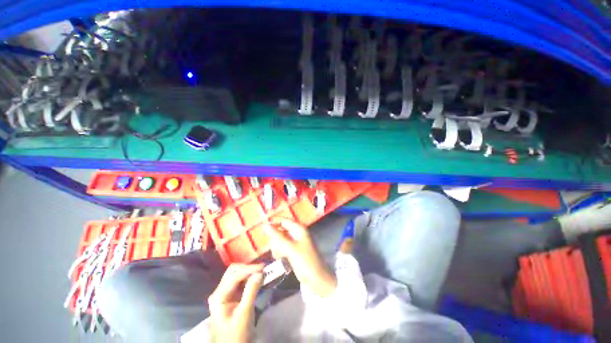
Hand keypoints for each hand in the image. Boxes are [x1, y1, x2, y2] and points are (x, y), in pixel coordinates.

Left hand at [208, 263, 263, 342]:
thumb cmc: (236, 335)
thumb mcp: (244, 314)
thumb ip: (251, 291)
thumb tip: (260, 273)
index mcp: (219, 296)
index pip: (234, 275)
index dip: (249, 269)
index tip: (263, 267)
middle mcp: (220, 292)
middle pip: (234, 272)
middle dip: (248, 268)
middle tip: (263, 268)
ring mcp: (226, 294)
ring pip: (238, 276)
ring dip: (250, 272)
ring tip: (262, 272)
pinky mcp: (232, 297)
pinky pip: (241, 283)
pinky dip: (250, 279)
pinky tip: (258, 279)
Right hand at [267, 218, 336, 296]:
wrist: (317, 280)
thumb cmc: (305, 262)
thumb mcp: (290, 248)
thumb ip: (277, 236)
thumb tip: (265, 225)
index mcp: (299, 229)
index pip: (284, 220)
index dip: (273, 222)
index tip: (262, 228)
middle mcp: (297, 233)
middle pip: (281, 230)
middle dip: (275, 238)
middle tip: (275, 248)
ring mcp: (296, 243)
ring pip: (281, 239)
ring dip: (277, 246)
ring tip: (278, 255)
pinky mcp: (294, 252)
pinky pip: (283, 247)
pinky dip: (280, 251)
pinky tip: (280, 258)